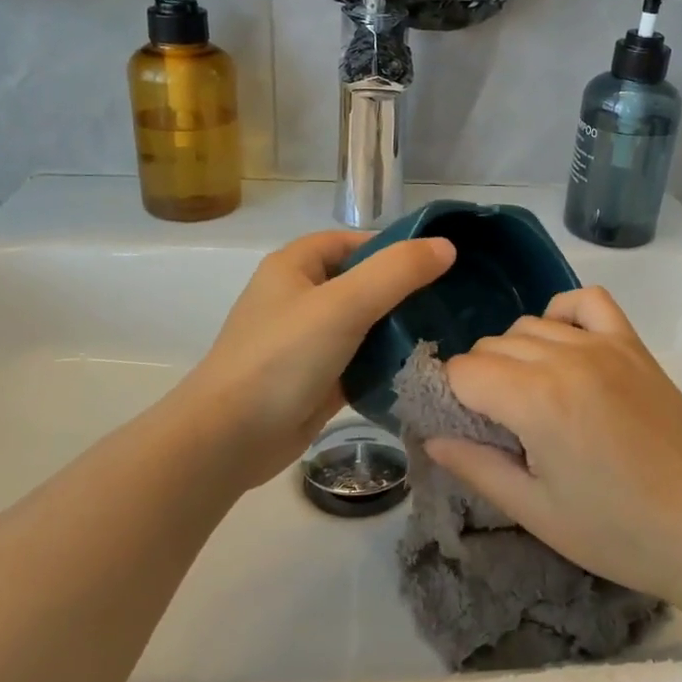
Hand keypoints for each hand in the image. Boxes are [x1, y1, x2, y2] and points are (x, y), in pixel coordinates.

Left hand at [177, 231, 454, 491]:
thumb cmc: (282, 358)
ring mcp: (307, 341)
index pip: (353, 242)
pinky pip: (360, 361)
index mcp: (295, 266)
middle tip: (452, 301)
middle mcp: (300, 297)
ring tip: (447, 332)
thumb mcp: (343, 304)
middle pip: (362, 282)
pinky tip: (422, 367)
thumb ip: (396, 272)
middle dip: (404, 291)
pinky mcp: (317, 379)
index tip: (439, 263)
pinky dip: (386, 363)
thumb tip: (446, 247)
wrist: (230, 439)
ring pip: (364, 324)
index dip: (394, 247)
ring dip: (399, 329)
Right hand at [426, 287, 681, 608]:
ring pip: (530, 325)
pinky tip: (564, 349)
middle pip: (493, 345)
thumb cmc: (621, 533)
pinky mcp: (635, 345)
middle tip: (499, 430)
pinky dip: (563, 314)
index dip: (451, 400)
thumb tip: (430, 437)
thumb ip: (476, 467)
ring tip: (532, 402)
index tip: (464, 432)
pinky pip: (586, 301)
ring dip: (515, 356)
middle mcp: (567, 356)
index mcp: (537, 399)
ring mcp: (606, 344)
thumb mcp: (537, 512)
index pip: (463, 371)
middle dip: (480, 382)